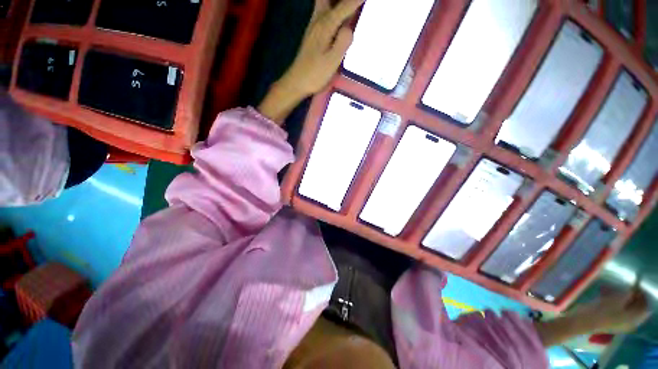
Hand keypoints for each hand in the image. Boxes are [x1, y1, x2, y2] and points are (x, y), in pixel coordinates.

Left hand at [258, 0, 364, 123]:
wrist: (297, 82)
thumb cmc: (315, 74)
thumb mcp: (331, 61)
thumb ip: (342, 42)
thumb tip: (349, 28)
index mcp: (325, 26)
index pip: (344, 7)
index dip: (356, 1)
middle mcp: (318, 21)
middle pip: (328, 0)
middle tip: (354, 3)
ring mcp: (313, 27)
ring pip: (323, 3)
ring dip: (335, 2)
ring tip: (346, 6)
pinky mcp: (312, 34)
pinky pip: (321, 11)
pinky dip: (330, 7)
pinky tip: (336, 14)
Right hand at [534, 285, 651, 346]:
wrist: (582, 321)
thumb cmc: (601, 310)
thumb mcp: (616, 299)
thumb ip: (629, 293)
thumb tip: (634, 289)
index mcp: (634, 318)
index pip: (645, 306)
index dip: (642, 294)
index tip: (634, 284)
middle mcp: (629, 322)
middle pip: (634, 306)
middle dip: (629, 295)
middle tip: (621, 285)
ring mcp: (618, 323)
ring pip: (624, 306)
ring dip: (619, 296)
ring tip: (608, 288)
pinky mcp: (609, 320)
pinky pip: (616, 309)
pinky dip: (612, 300)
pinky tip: (603, 294)